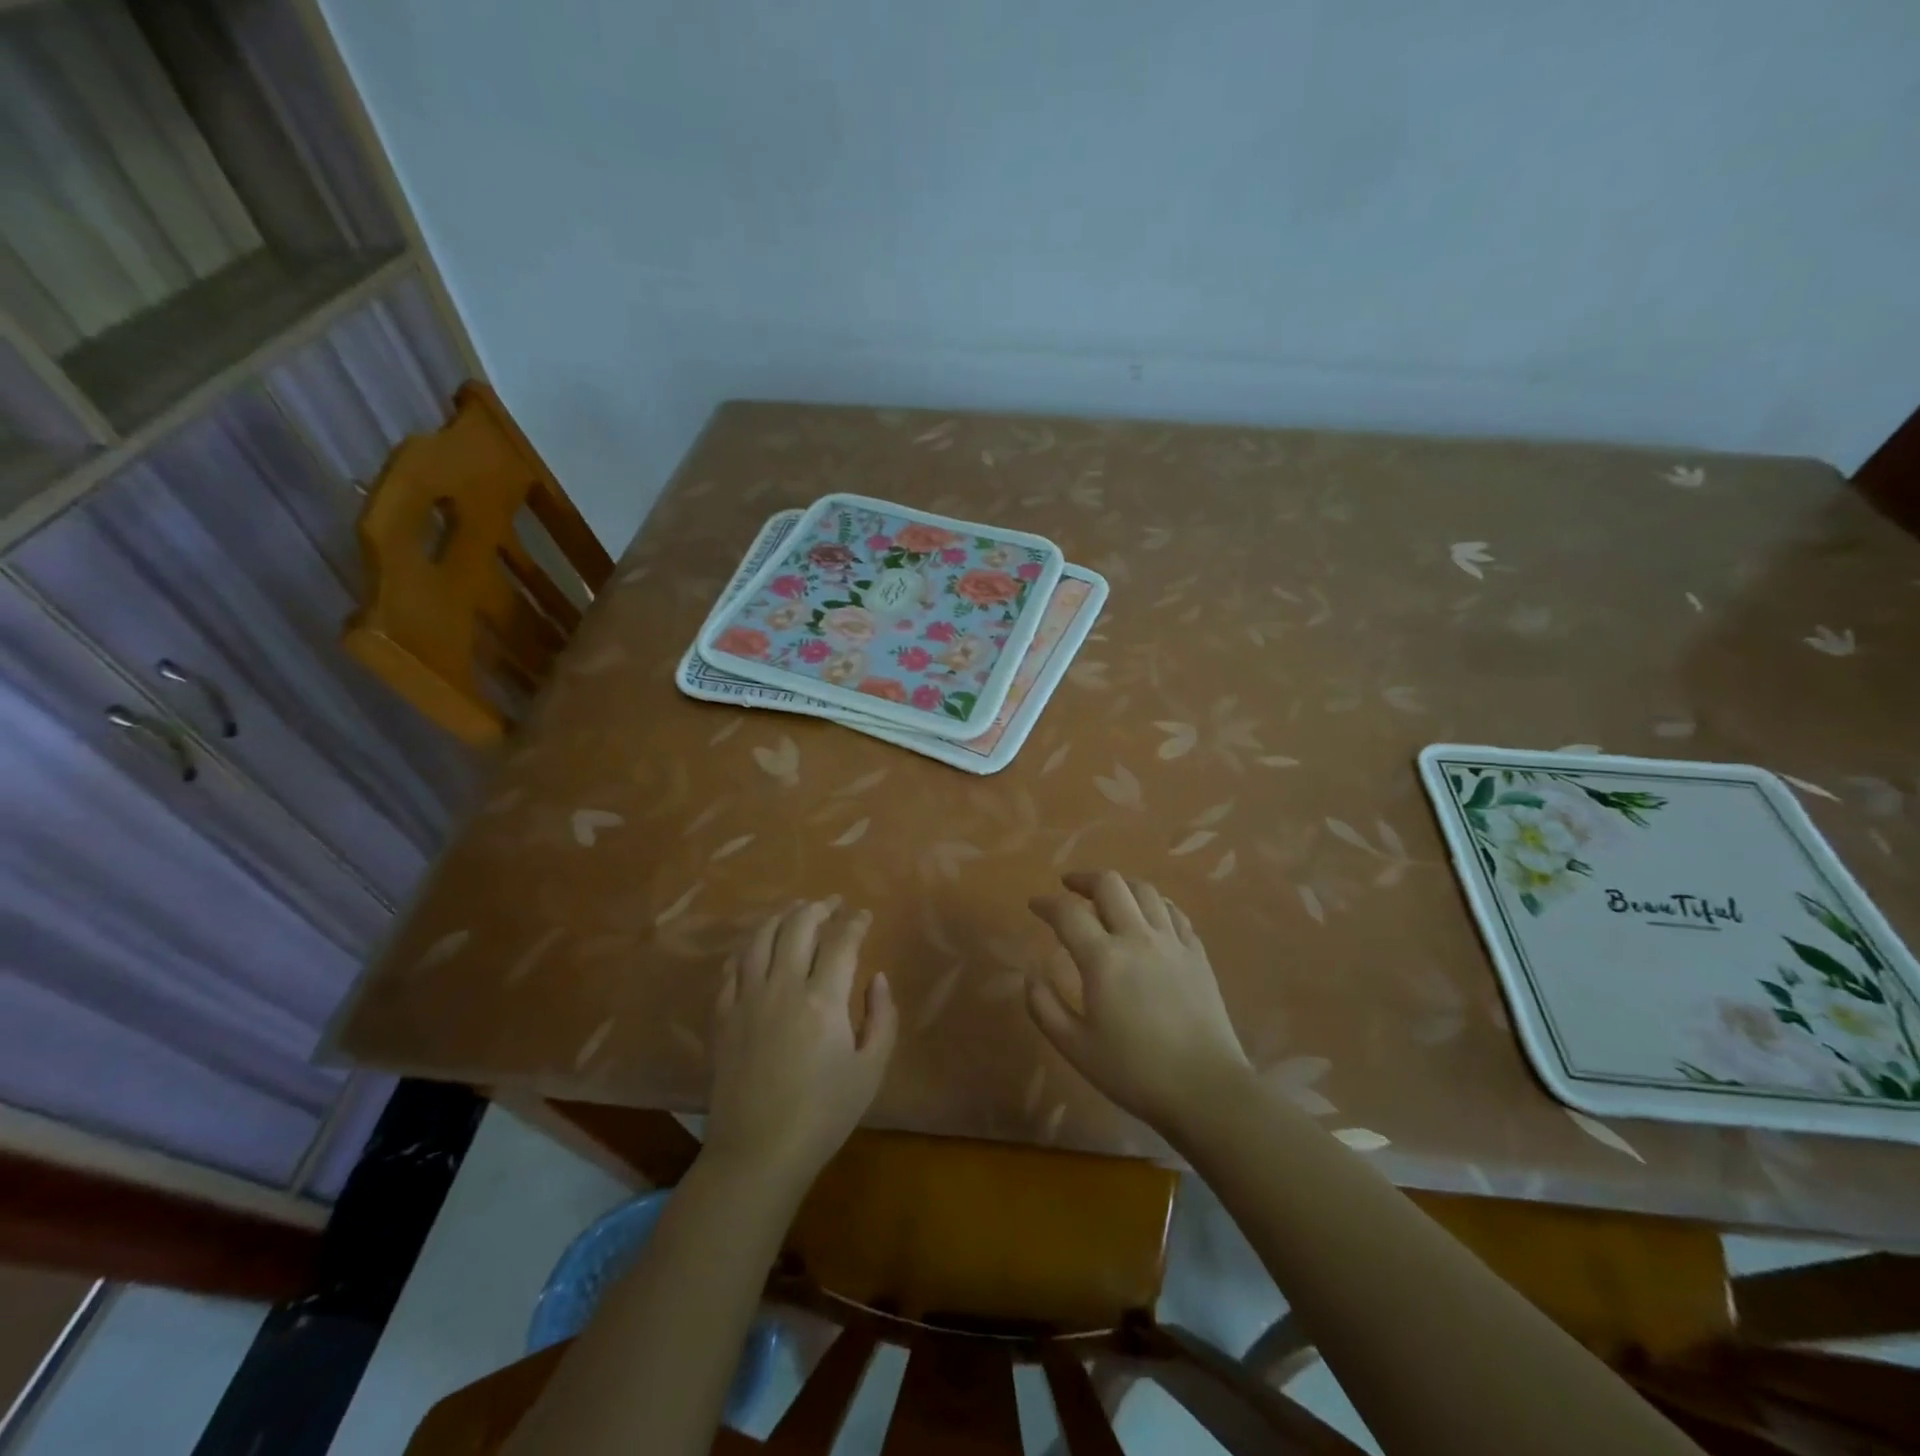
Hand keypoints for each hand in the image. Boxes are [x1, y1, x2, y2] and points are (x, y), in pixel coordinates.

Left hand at [704, 897, 897, 1190]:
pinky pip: (732, 967)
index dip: (855, 922)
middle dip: (819, 907)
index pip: (842, 941)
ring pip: (761, 938)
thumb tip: (877, 978)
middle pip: (798, 926)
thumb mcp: (871, 1069)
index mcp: (823, 999)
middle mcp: (783, 986)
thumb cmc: (823, 1114)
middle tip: (832, 903)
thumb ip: (881, 1017)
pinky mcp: (723, 1015)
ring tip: (796, 910)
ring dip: (782, 917)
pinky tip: (758, 946)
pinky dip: (748, 947)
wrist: (758, 1152)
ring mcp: (747, 998)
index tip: (864, 915)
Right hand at [1027, 871, 1249, 1133]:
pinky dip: (1154, 904)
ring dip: (1120, 886)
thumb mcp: (1074, 1047)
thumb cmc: (1134, 1072)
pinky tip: (1148, 915)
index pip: (1068, 913)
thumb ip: (1044, 1006)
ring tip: (1108, 896)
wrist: (1206, 1090)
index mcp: (1103, 959)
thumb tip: (1031, 973)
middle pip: (1110, 884)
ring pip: (1145, 891)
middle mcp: (1137, 938)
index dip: (1046, 903)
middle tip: (1069, 887)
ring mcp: (1172, 942)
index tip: (1034, 904)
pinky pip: (1174, 912)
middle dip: (1083, 879)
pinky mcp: (1197, 954)